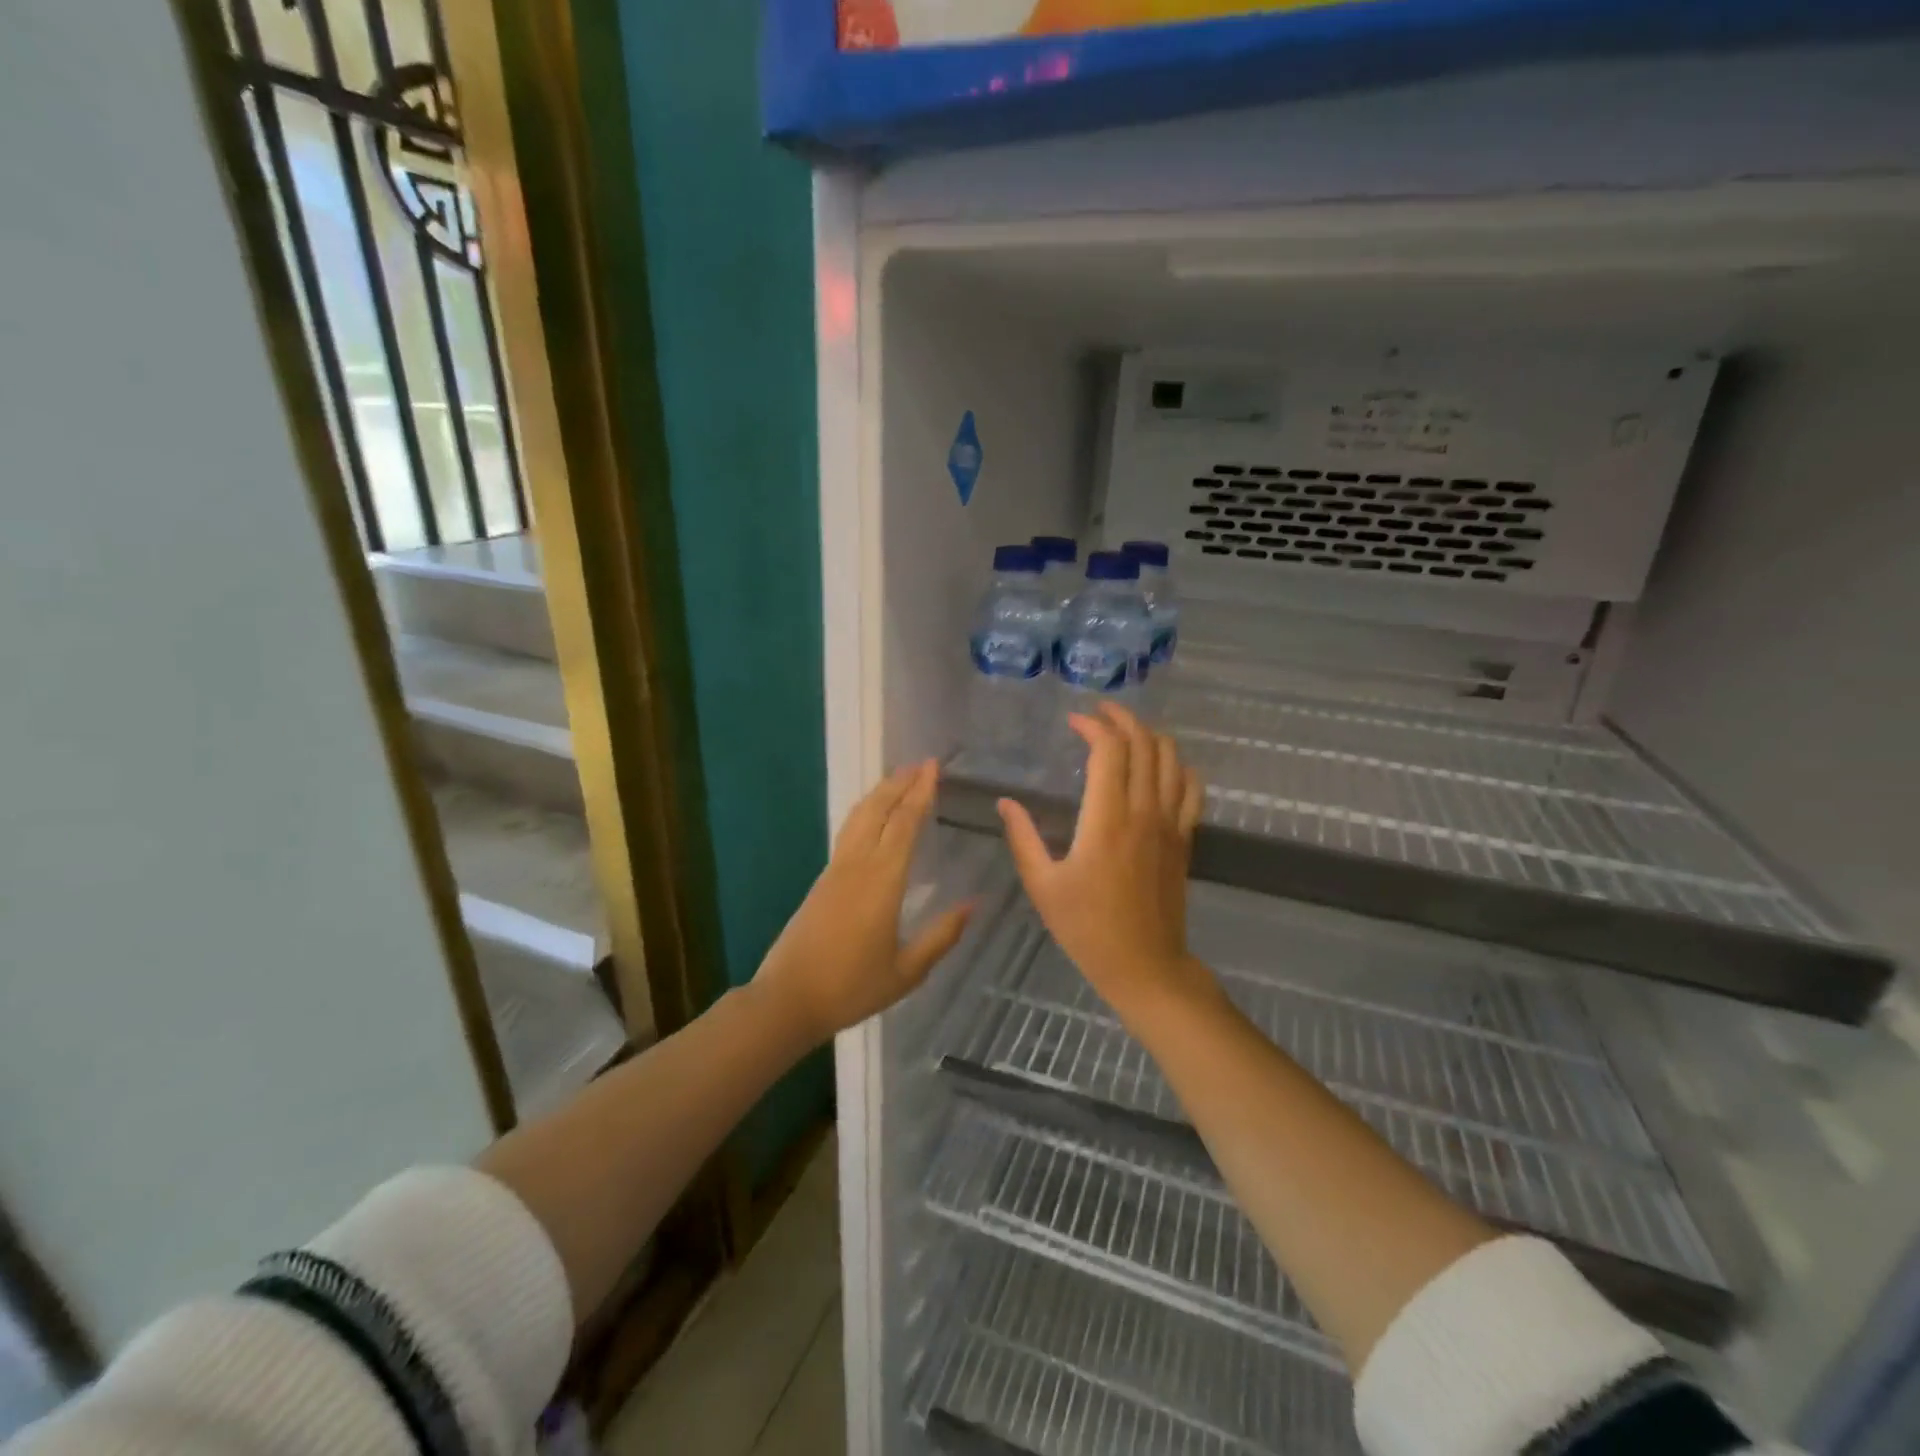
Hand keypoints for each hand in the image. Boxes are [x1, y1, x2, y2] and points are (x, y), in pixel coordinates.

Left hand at [751, 760, 971, 1046]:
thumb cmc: (851, 987)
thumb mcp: (907, 970)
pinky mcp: (823, 879)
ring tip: (900, 779)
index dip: (920, 793)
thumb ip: (942, 936)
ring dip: (881, 792)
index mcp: (882, 880)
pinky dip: (867, 811)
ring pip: (859, 816)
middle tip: (922, 764)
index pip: (905, 823)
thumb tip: (973, 904)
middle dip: (900, 783)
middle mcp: (857, 864)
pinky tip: (874, 816)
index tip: (933, 768)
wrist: (788, 999)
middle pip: (878, 809)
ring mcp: (836, 869)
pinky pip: (849, 831)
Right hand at [998, 704, 1219, 1027]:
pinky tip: (1165, 764)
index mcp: (1106, 820)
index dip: (1093, 726)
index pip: (1109, 751)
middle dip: (1123, 719)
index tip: (1073, 722)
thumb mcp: (1043, 886)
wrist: (1144, 966)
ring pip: (1171, 760)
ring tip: (1128, 731)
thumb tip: (1005, 803)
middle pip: (1144, 745)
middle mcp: (1143, 812)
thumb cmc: (1087, 928)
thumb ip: (1023, 839)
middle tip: (1100, 712)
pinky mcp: (1184, 839)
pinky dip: (1180, 766)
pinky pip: (1192, 790)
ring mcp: (1170, 824)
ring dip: (1151, 736)